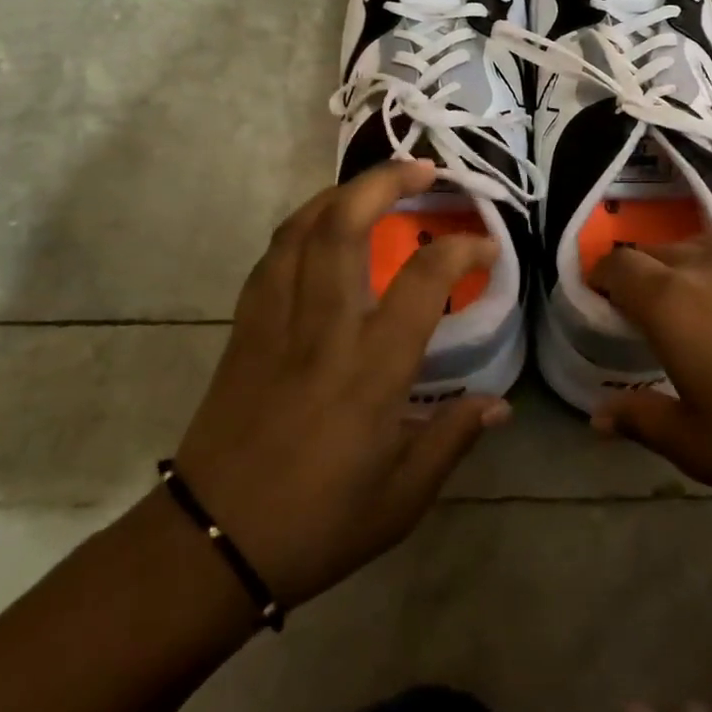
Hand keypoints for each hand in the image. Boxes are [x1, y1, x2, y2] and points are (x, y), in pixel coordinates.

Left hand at [173, 161, 509, 609]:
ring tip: (373, 186)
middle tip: (422, 169)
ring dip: (341, 193)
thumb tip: (498, 404)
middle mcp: (323, 328)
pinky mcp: (244, 328)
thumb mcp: (403, 496)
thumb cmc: (318, 524)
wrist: (212, 543)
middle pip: (345, 225)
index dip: (462, 248)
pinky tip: (319, 228)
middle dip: (385, 181)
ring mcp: (276, 321)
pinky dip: (301, 226)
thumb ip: (453, 438)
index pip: (424, 279)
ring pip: (301, 229)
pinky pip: (272, 257)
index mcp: (371, 368)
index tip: (486, 246)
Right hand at [589, 232, 711, 532]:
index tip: (601, 301)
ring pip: (700, 244)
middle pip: (655, 251)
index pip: (617, 264)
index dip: (600, 277)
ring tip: (695, 303)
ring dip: (683, 266)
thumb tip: (599, 414)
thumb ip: (640, 419)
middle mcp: (708, 263)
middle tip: (647, 315)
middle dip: (640, 275)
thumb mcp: (697, 445)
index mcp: (671, 302)